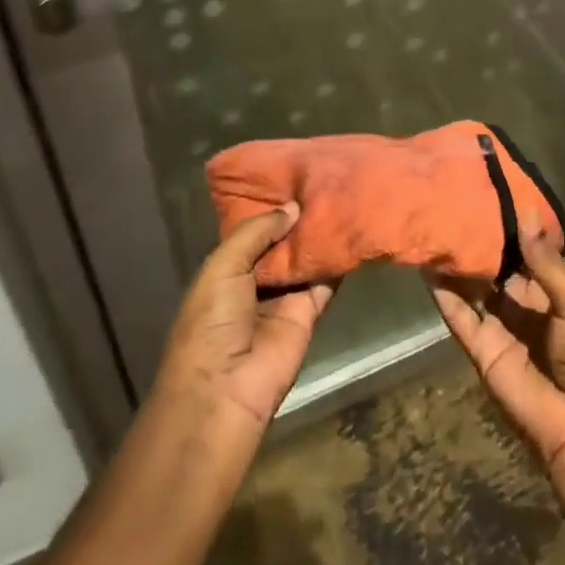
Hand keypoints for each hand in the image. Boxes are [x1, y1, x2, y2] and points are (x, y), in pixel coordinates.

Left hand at [153, 203, 334, 434]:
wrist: (225, 388)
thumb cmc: (211, 322)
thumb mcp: (223, 266)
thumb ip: (257, 231)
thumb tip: (293, 207)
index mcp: (226, 269)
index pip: (252, 230)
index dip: (270, 208)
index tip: (293, 176)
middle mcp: (255, 279)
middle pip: (282, 242)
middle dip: (297, 218)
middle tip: (324, 180)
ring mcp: (283, 296)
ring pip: (305, 259)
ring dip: (319, 235)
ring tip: (342, 196)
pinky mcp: (309, 312)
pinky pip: (325, 281)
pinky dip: (337, 261)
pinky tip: (352, 230)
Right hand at [427, 230, 564, 496]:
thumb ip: (545, 263)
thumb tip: (525, 213)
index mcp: (549, 294)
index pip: (523, 255)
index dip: (507, 231)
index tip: (488, 198)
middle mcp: (520, 307)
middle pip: (494, 270)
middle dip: (478, 244)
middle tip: (454, 208)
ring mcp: (497, 329)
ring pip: (472, 290)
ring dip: (456, 266)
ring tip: (435, 230)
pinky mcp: (480, 350)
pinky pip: (459, 318)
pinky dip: (444, 296)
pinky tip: (428, 270)